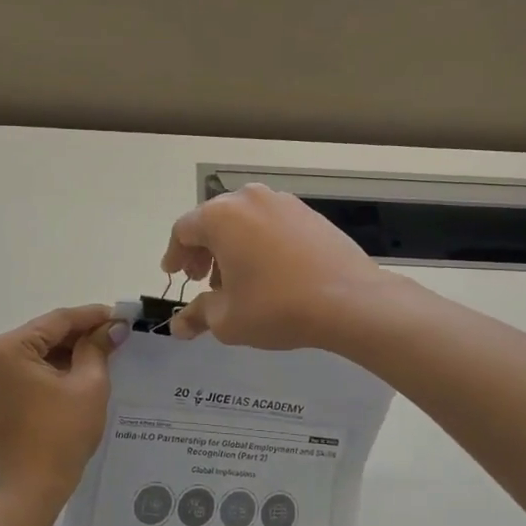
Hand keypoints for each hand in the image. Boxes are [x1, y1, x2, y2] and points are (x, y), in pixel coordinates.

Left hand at [0, 305, 126, 512]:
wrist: (33, 487)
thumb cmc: (62, 433)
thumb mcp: (88, 385)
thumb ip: (98, 348)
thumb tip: (113, 327)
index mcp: (10, 348)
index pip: (58, 321)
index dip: (92, 315)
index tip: (120, 314)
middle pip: (45, 334)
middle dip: (81, 333)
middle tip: (116, 333)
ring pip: (38, 352)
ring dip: (69, 350)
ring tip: (105, 349)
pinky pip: (29, 369)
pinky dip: (54, 367)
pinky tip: (82, 368)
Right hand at [162, 184, 383, 350]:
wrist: (350, 300)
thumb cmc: (277, 307)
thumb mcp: (228, 319)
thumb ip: (197, 315)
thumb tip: (178, 326)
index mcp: (220, 217)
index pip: (183, 230)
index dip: (175, 254)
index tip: (175, 275)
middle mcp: (248, 199)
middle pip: (213, 220)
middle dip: (203, 250)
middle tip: (202, 279)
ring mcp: (283, 202)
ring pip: (243, 220)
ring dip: (231, 246)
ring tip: (237, 279)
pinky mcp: (309, 213)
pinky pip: (270, 223)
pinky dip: (259, 242)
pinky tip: (268, 272)